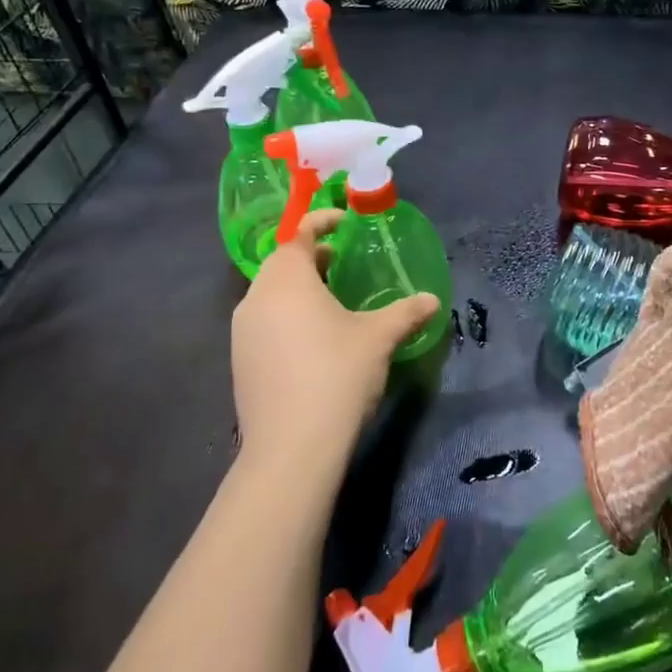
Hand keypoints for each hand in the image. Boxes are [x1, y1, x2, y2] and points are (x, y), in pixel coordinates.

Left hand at [229, 209, 438, 484]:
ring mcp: (242, 332)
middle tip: (343, 264)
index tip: (344, 223)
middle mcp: (256, 299)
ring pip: (270, 295)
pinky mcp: (240, 362)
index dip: (321, 222)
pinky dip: (286, 317)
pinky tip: (313, 341)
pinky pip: (264, 323)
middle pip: (281, 264)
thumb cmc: (337, 375)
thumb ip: (405, 312)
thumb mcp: (379, 338)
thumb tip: (432, 300)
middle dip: (311, 257)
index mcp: (286, 280)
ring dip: (298, 289)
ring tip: (332, 303)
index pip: (298, 234)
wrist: (291, 448)